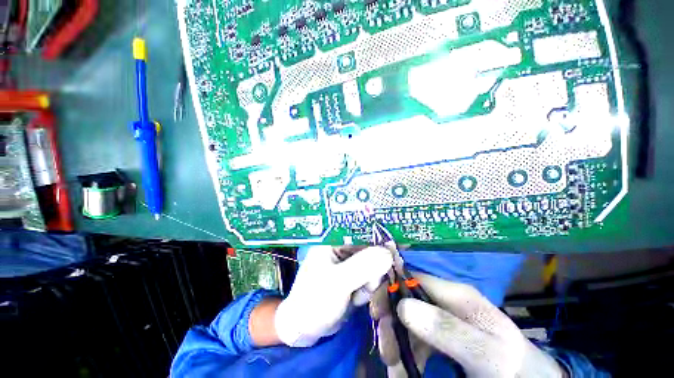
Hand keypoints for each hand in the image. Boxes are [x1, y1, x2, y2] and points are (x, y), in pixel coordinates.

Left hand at [274, 245, 392, 346]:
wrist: (305, 328)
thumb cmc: (314, 301)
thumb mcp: (338, 282)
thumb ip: (363, 266)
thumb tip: (388, 253)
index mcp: (333, 241)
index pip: (360, 232)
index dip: (378, 237)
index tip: (394, 247)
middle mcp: (341, 248)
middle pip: (370, 248)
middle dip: (374, 268)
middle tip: (370, 284)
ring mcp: (348, 263)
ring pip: (373, 264)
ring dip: (370, 281)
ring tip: (357, 295)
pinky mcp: (353, 276)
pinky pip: (370, 277)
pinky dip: (368, 289)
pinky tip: (355, 299)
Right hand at [375, 273, 565, 376]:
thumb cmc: (512, 365)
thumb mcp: (486, 350)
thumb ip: (447, 328)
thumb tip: (402, 305)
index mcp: (453, 293)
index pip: (412, 277)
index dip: (390, 287)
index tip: (375, 310)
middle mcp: (441, 302)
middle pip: (404, 301)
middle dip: (390, 322)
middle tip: (387, 349)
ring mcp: (439, 322)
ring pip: (404, 323)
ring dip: (394, 342)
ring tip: (394, 366)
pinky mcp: (437, 340)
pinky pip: (412, 342)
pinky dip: (404, 356)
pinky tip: (403, 371)